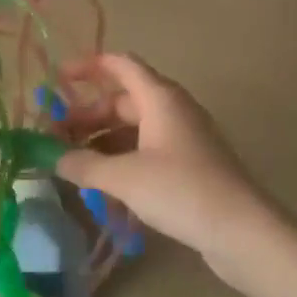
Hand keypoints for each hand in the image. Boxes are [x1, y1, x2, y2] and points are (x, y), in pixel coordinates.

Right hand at [54, 54, 277, 271]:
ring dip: (103, 140)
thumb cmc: (181, 190)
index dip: (89, 66)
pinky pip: (148, 150)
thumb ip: (84, 165)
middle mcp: (173, 110)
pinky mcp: (190, 165)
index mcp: (160, 98)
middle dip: (88, 114)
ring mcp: (184, 138)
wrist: (242, 231)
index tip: (58, 78)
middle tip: (56, 135)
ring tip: (74, 163)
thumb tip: (54, 158)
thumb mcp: (124, 178)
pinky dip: (123, 159)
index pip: (121, 65)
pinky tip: (104, 185)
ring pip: (135, 128)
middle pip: (124, 100)